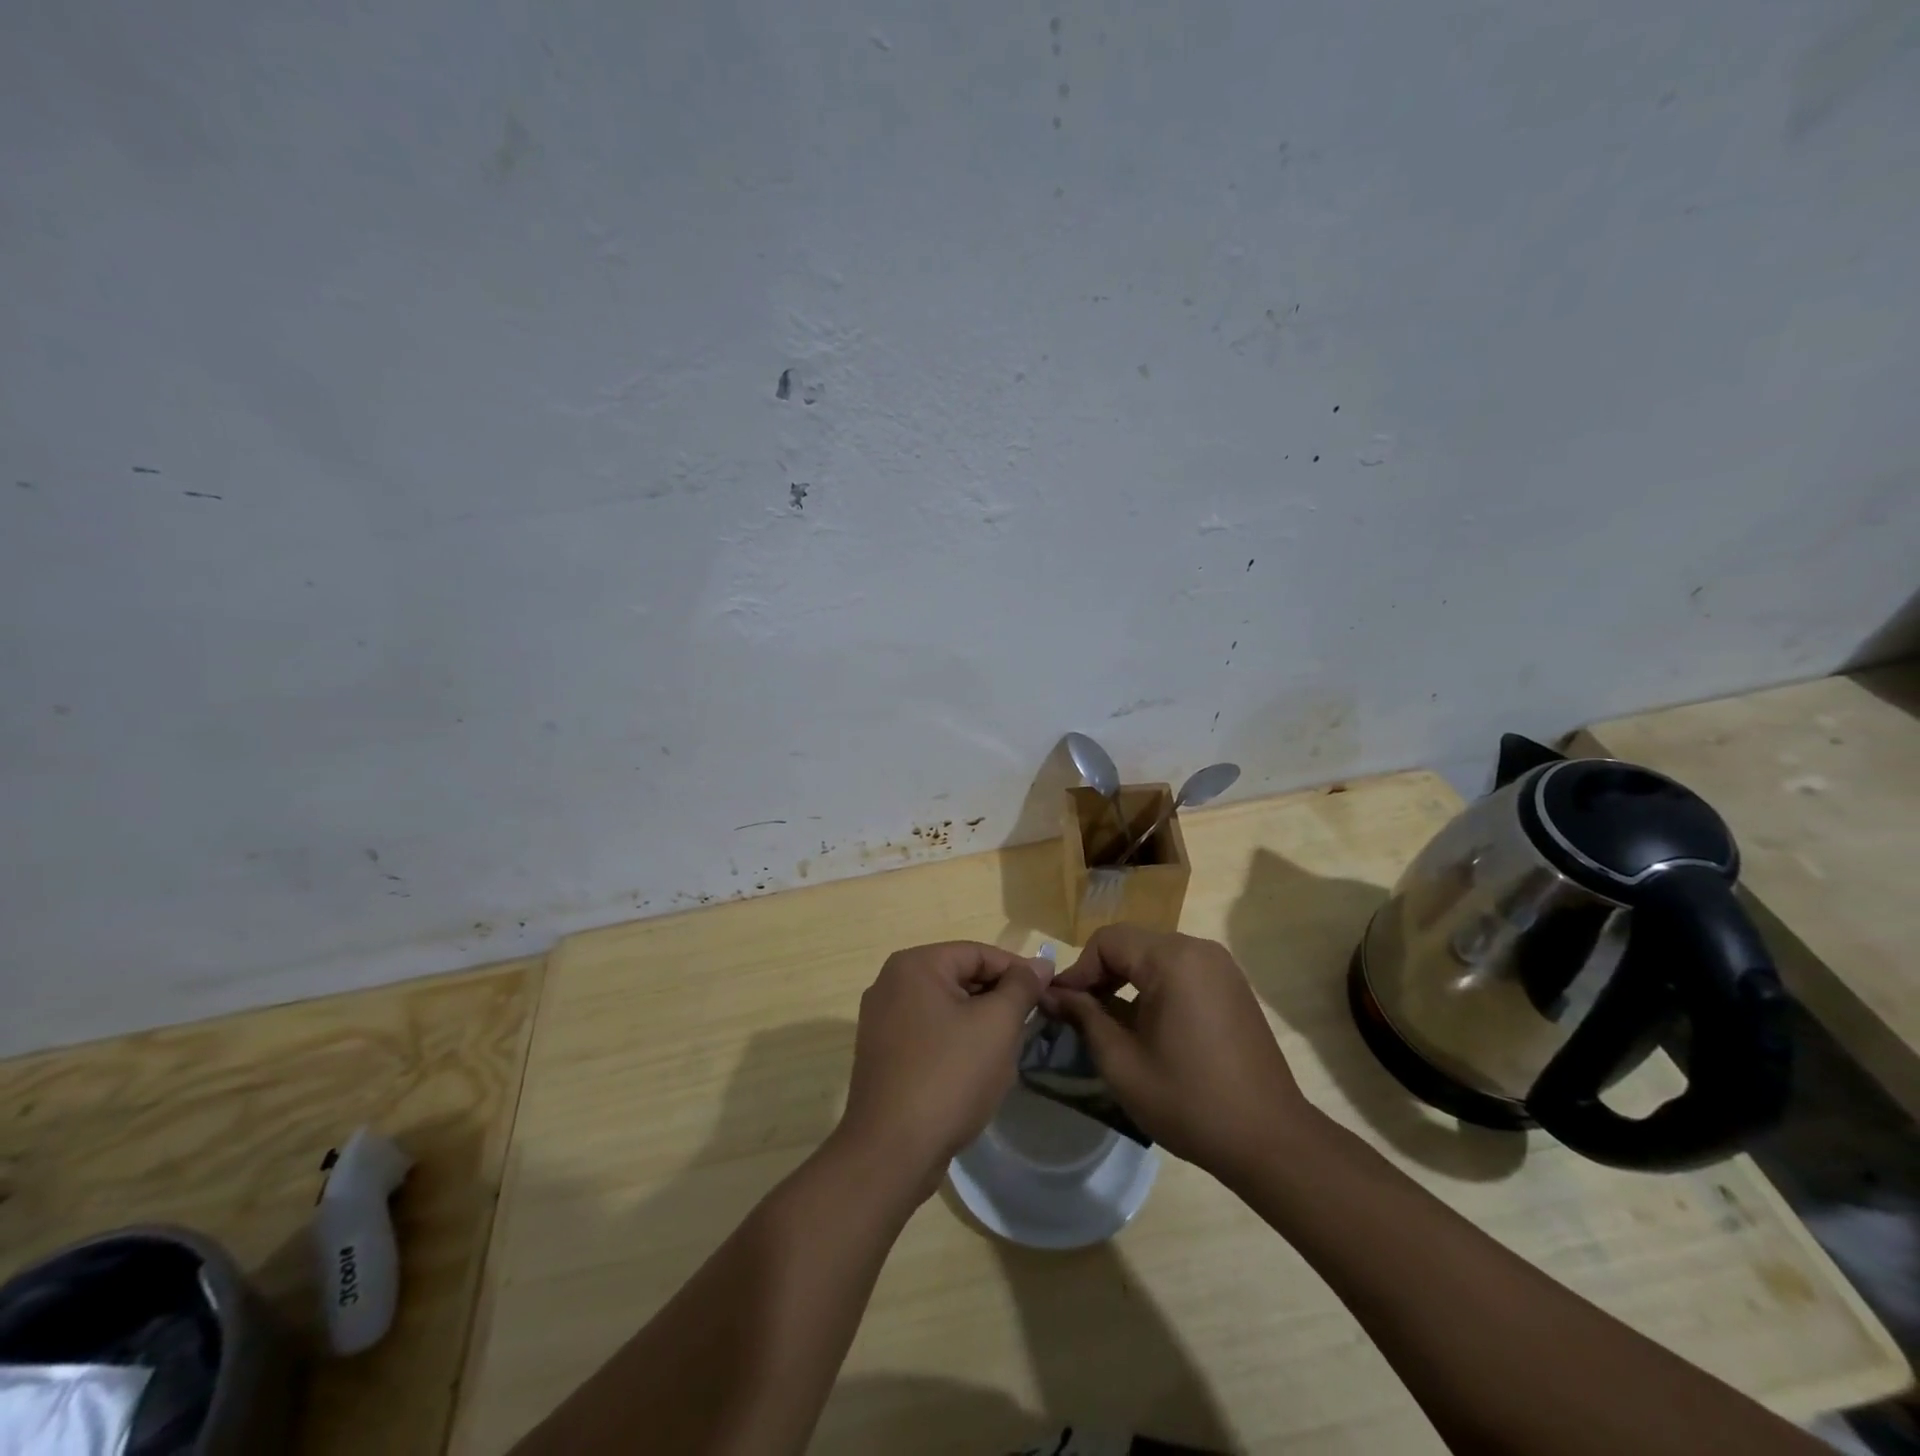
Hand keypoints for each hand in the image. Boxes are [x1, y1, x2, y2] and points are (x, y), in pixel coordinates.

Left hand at [838, 942, 1048, 1194]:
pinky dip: (957, 1044)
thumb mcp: (997, 1024)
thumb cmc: (949, 1076)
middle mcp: (891, 983)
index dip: (1018, 971)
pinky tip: (976, 1073)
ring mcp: (881, 1020)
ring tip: (1006, 1053)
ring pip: (947, 1008)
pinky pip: (930, 1034)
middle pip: (960, 978)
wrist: (891, 1152)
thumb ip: (1021, 987)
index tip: (1049, 994)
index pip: (978, 953)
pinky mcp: (883, 1054)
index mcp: (914, 965)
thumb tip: (1040, 963)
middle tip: (1030, 1027)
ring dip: (980, 1025)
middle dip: (998, 1001)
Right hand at [1044, 925, 1311, 1181]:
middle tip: (1079, 1015)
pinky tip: (1147, 1027)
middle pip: (1131, 944)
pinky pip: (1180, 971)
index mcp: (1172, 959)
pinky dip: (1154, 988)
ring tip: (1109, 1023)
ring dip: (1126, 981)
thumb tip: (1052, 994)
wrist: (1270, 1141)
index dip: (1078, 971)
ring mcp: (1221, 967)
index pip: (1107, 941)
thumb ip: (1084, 1017)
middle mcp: (1199, 949)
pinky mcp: (1232, 987)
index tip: (1060, 1007)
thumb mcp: (1121, 1062)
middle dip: (1100, 975)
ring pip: (1154, 957)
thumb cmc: (1188, 1101)